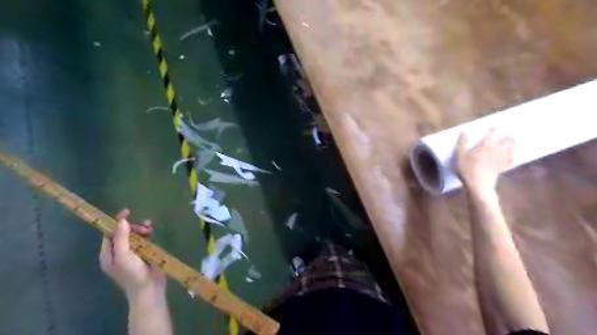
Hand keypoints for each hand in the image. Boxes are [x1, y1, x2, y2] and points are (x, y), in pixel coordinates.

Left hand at [99, 209, 164, 301]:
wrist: (149, 289)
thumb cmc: (132, 274)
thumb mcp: (124, 256)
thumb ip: (121, 238)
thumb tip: (122, 221)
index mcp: (108, 254)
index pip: (109, 234)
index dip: (116, 222)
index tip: (127, 212)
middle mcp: (118, 252)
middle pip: (122, 233)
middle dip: (132, 227)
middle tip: (143, 227)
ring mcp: (132, 252)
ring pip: (134, 235)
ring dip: (141, 229)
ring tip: (149, 229)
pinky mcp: (144, 252)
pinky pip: (143, 239)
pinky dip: (147, 233)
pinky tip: (152, 231)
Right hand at [455, 129, 515, 192]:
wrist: (478, 184)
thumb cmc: (467, 168)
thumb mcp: (459, 155)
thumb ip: (462, 143)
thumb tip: (464, 132)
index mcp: (485, 144)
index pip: (492, 133)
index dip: (493, 129)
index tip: (492, 127)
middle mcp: (496, 149)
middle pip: (506, 140)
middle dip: (507, 136)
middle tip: (507, 134)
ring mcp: (501, 159)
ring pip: (511, 149)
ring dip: (512, 144)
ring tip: (512, 142)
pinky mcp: (503, 168)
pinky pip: (511, 161)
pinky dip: (512, 157)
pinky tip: (511, 157)